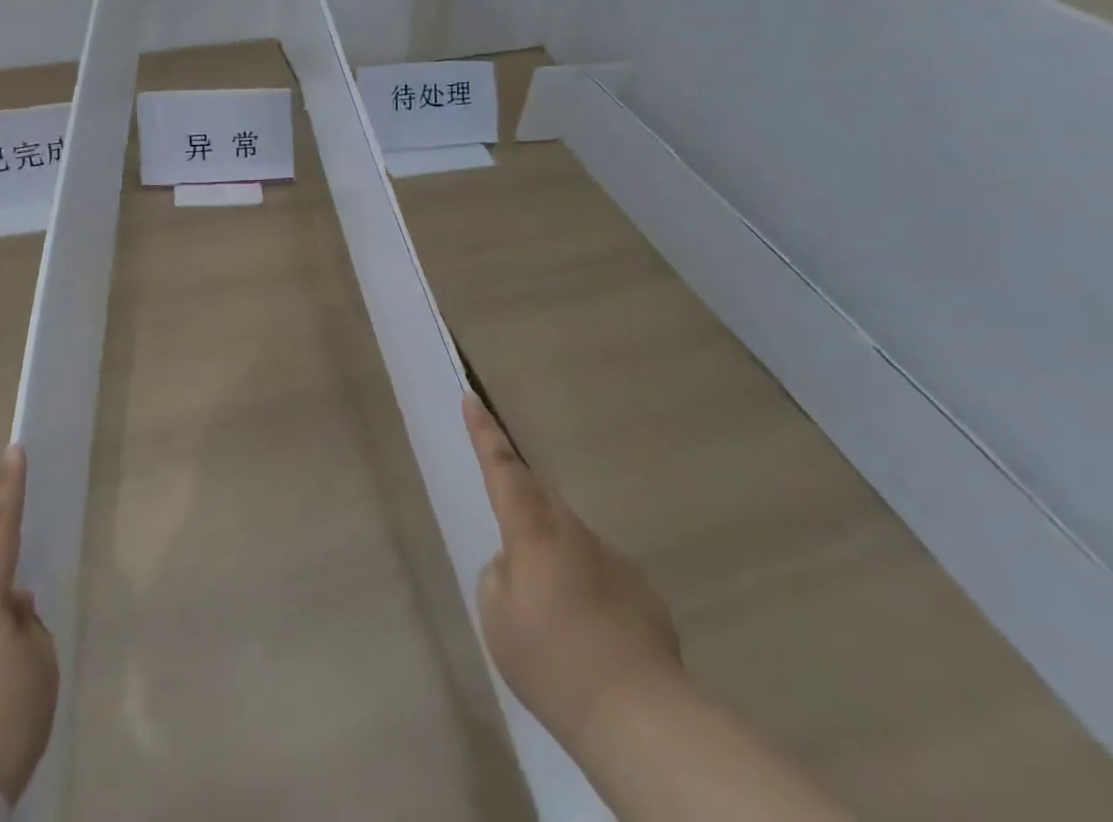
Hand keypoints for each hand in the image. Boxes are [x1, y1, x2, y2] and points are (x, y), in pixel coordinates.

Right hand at [464, 394, 682, 748]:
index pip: (501, 467)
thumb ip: (497, 575)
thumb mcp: (497, 618)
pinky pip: (600, 572)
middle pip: (539, 498)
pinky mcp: (639, 588)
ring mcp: (610, 555)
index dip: (484, 432)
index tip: (472, 397)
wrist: (638, 714)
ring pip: (569, 538)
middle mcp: (571, 530)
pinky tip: (590, 637)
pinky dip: (586, 590)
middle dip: (521, 504)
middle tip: (511, 538)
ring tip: (552, 616)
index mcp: (530, 530)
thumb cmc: (551, 661)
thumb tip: (514, 563)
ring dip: (554, 558)